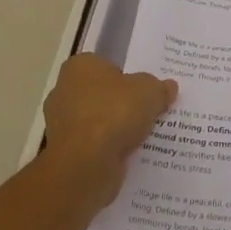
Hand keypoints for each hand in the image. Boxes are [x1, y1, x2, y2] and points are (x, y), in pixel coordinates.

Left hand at [39, 54, 175, 215]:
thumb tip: (169, 87)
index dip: (126, 75)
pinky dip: (109, 149)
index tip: (144, 88)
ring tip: (145, 134)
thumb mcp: (150, 91)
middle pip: (101, 94)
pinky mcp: (66, 154)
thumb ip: (159, 88)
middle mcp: (64, 92)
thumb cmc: (114, 113)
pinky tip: (131, 153)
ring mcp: (62, 125)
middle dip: (121, 103)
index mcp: (80, 67)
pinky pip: (94, 146)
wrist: (85, 164)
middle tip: (148, 110)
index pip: (105, 65)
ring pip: (98, 122)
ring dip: (116, 129)